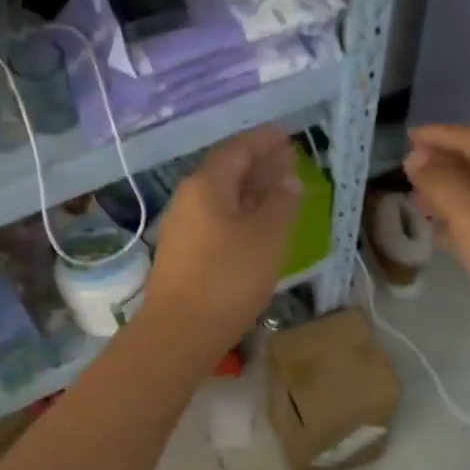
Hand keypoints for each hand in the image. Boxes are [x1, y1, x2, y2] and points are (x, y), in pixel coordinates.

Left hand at [144, 127, 301, 355]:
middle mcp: (189, 200)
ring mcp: (184, 228)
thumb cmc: (227, 279)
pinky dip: (242, 215)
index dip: (263, 140)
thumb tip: (288, 181)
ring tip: (281, 192)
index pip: (237, 149)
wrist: (179, 333)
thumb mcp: (265, 237)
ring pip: (223, 198)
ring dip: (252, 191)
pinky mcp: (185, 254)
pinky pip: (218, 220)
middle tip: (289, 161)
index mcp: (206, 185)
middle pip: (227, 172)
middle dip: (259, 164)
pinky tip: (259, 227)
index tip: (287, 136)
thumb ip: (280, 203)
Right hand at [404, 124, 469, 355]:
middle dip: (443, 164)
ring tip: (418, 201)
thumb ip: (438, 182)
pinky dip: (463, 221)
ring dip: (450, 194)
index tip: (407, 136)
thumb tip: (415, 159)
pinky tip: (444, 235)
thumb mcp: (469, 211)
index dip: (438, 135)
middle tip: (408, 170)